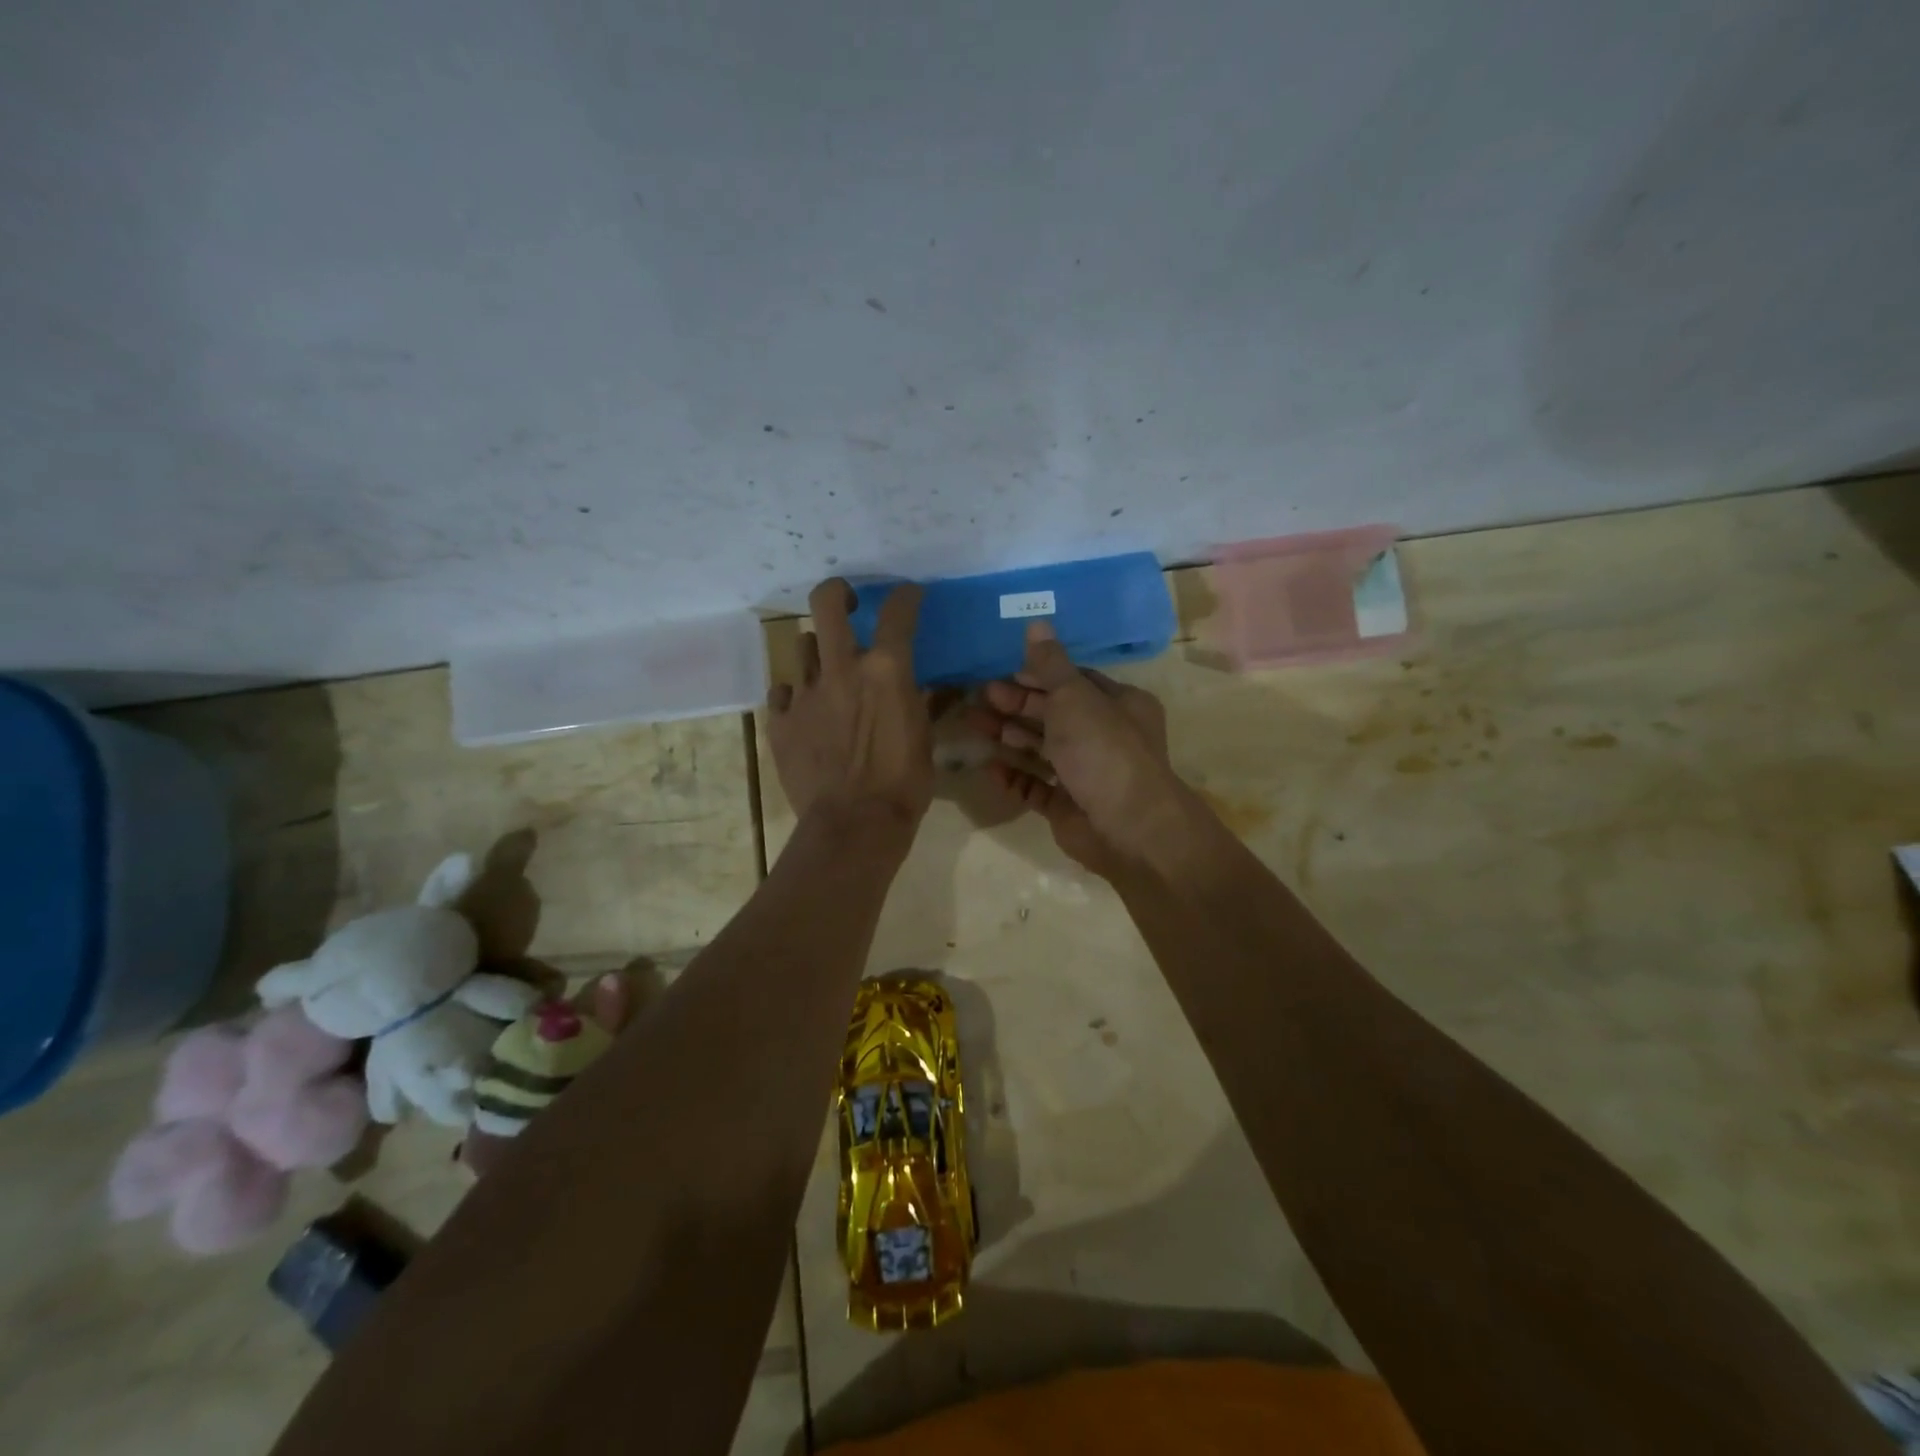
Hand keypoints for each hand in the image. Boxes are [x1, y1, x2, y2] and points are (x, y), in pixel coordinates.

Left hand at [767, 578, 932, 835]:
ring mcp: (804, 693)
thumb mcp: (924, 740)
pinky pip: (782, 692)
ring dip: (819, 652)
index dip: (906, 595)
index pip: (898, 611)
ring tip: (828, 673)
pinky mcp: (779, 721)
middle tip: (847, 604)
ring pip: (802, 646)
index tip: (910, 594)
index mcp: (885, 671)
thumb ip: (922, 703)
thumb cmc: (903, 784)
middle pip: (826, 603)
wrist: (854, 825)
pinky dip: (795, 696)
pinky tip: (805, 712)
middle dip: (838, 593)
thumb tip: (928, 686)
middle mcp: (841, 669)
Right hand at [968, 622, 1181, 876]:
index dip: (1038, 675)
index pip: (1073, 682)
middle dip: (1017, 705)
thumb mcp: (1075, 697)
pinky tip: (988, 768)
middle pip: (1054, 715)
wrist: (1128, 828)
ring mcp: (1086, 774)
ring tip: (973, 725)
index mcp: (1118, 705)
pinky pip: (1037, 788)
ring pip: (1041, 750)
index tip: (1001, 670)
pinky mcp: (1069, 807)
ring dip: (1009, 737)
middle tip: (979, 697)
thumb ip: (1050, 664)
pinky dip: (1015, 777)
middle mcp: (1104, 737)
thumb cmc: (1103, 750)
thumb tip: (1036, 622)